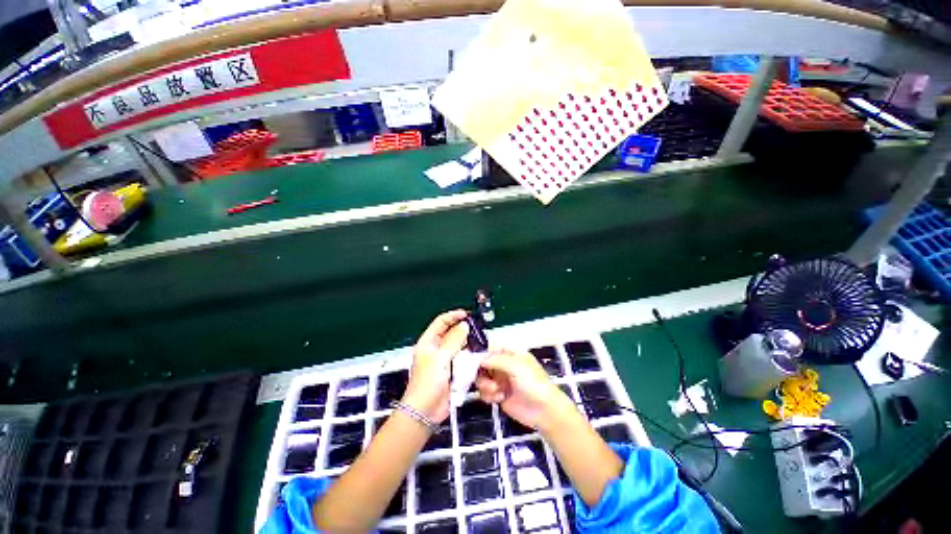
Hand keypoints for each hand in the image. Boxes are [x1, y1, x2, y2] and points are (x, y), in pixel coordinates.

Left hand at [402, 310, 469, 423]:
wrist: (426, 411)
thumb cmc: (428, 382)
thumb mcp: (440, 358)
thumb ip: (453, 340)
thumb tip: (464, 325)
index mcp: (428, 342)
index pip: (441, 322)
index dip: (453, 316)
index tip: (467, 314)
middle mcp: (435, 348)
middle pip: (451, 332)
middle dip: (463, 329)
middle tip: (477, 328)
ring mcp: (444, 360)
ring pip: (458, 345)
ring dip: (467, 342)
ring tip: (479, 339)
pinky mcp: (451, 370)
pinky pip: (462, 358)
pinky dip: (469, 355)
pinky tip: (477, 354)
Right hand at [475, 348, 572, 430]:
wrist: (544, 411)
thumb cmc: (533, 383)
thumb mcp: (516, 367)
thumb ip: (497, 360)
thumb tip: (480, 358)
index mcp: (509, 354)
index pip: (490, 349)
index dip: (480, 353)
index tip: (471, 360)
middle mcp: (503, 365)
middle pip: (482, 364)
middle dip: (481, 372)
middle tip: (486, 380)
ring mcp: (500, 380)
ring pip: (481, 378)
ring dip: (485, 385)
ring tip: (496, 391)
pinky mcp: (498, 395)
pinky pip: (484, 392)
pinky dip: (489, 396)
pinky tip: (499, 398)